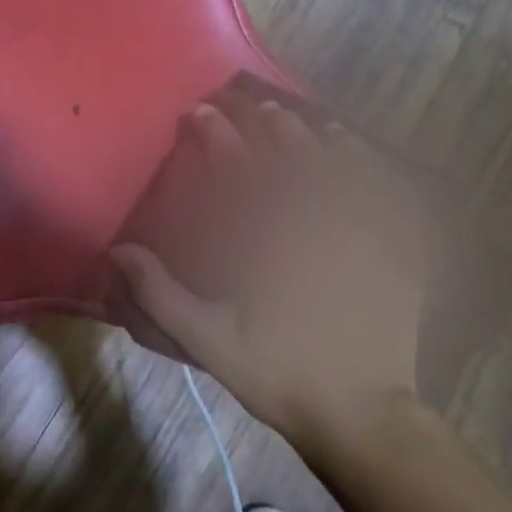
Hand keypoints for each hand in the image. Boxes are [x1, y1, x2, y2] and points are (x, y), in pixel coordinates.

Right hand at [112, 99, 437, 456]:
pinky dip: (362, 159)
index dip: (215, 135)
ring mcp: (362, 228)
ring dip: (309, 130)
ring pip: (336, 160)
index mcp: (270, 237)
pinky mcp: (393, 244)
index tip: (197, 113)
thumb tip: (118, 251)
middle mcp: (317, 219)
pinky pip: (380, 186)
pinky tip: (350, 148)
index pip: (239, 168)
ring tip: (291, 113)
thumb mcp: (208, 341)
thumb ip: (160, 294)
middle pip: (289, 151)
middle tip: (242, 101)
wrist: (361, 409)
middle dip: (262, 120)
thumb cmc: (279, 372)